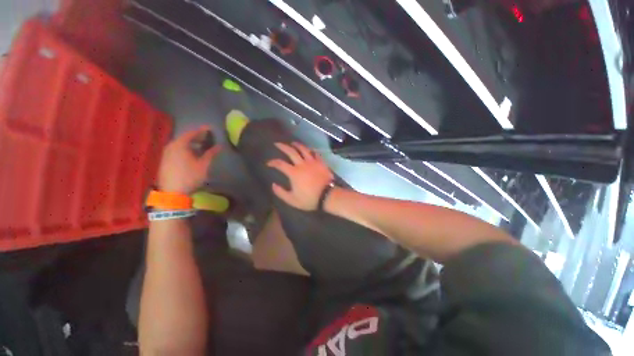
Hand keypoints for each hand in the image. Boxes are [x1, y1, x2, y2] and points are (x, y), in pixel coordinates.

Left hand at [157, 126, 220, 193]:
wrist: (172, 192)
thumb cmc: (190, 176)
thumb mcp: (203, 165)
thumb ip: (211, 154)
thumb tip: (220, 146)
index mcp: (180, 145)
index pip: (191, 133)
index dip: (202, 130)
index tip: (210, 128)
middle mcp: (171, 146)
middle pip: (184, 138)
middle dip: (196, 137)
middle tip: (207, 137)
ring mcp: (166, 154)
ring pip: (180, 144)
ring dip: (191, 143)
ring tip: (201, 146)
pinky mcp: (165, 160)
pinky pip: (176, 150)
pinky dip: (185, 149)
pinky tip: (192, 154)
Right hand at [267, 142, 333, 210]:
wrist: (327, 195)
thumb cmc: (309, 199)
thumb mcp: (292, 200)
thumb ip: (281, 193)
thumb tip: (273, 185)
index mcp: (294, 173)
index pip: (280, 164)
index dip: (273, 162)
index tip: (268, 163)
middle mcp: (302, 164)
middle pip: (291, 151)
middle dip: (283, 146)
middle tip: (277, 144)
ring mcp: (312, 162)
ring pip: (304, 149)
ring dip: (297, 145)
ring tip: (293, 143)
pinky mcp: (321, 162)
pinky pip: (315, 153)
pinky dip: (310, 150)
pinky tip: (309, 150)